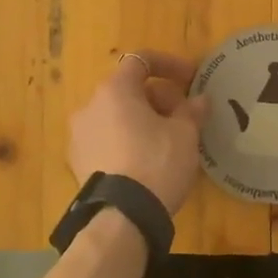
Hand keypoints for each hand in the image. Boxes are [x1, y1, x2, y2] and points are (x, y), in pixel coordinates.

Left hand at [68, 51, 211, 214]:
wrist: (121, 217)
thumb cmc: (156, 162)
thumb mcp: (185, 135)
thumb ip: (192, 111)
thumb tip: (199, 100)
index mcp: (114, 90)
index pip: (142, 61)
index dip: (170, 64)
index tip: (192, 79)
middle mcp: (90, 106)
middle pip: (129, 90)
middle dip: (159, 98)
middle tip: (185, 118)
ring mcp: (79, 135)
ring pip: (117, 116)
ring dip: (142, 120)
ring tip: (168, 141)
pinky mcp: (78, 162)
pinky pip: (107, 140)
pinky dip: (127, 140)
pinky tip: (147, 161)